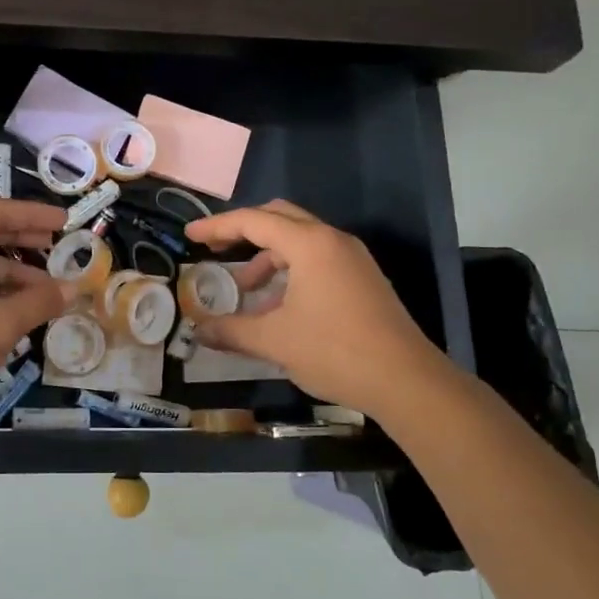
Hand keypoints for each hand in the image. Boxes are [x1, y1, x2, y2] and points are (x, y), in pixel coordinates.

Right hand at [185, 199, 452, 421]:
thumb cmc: (335, 351)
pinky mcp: (362, 278)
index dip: (217, 226)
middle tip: (215, 249)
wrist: (407, 381)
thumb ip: (231, 331)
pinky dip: (290, 271)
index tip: (190, 234)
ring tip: (246, 291)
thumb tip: (197, 331)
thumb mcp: (274, 341)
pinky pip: (317, 259)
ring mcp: (352, 258)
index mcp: (309, 244)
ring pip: (299, 240)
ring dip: (267, 256)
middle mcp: (332, 240)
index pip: (253, 221)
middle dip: (243, 231)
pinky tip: (278, 306)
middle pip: (278, 217)